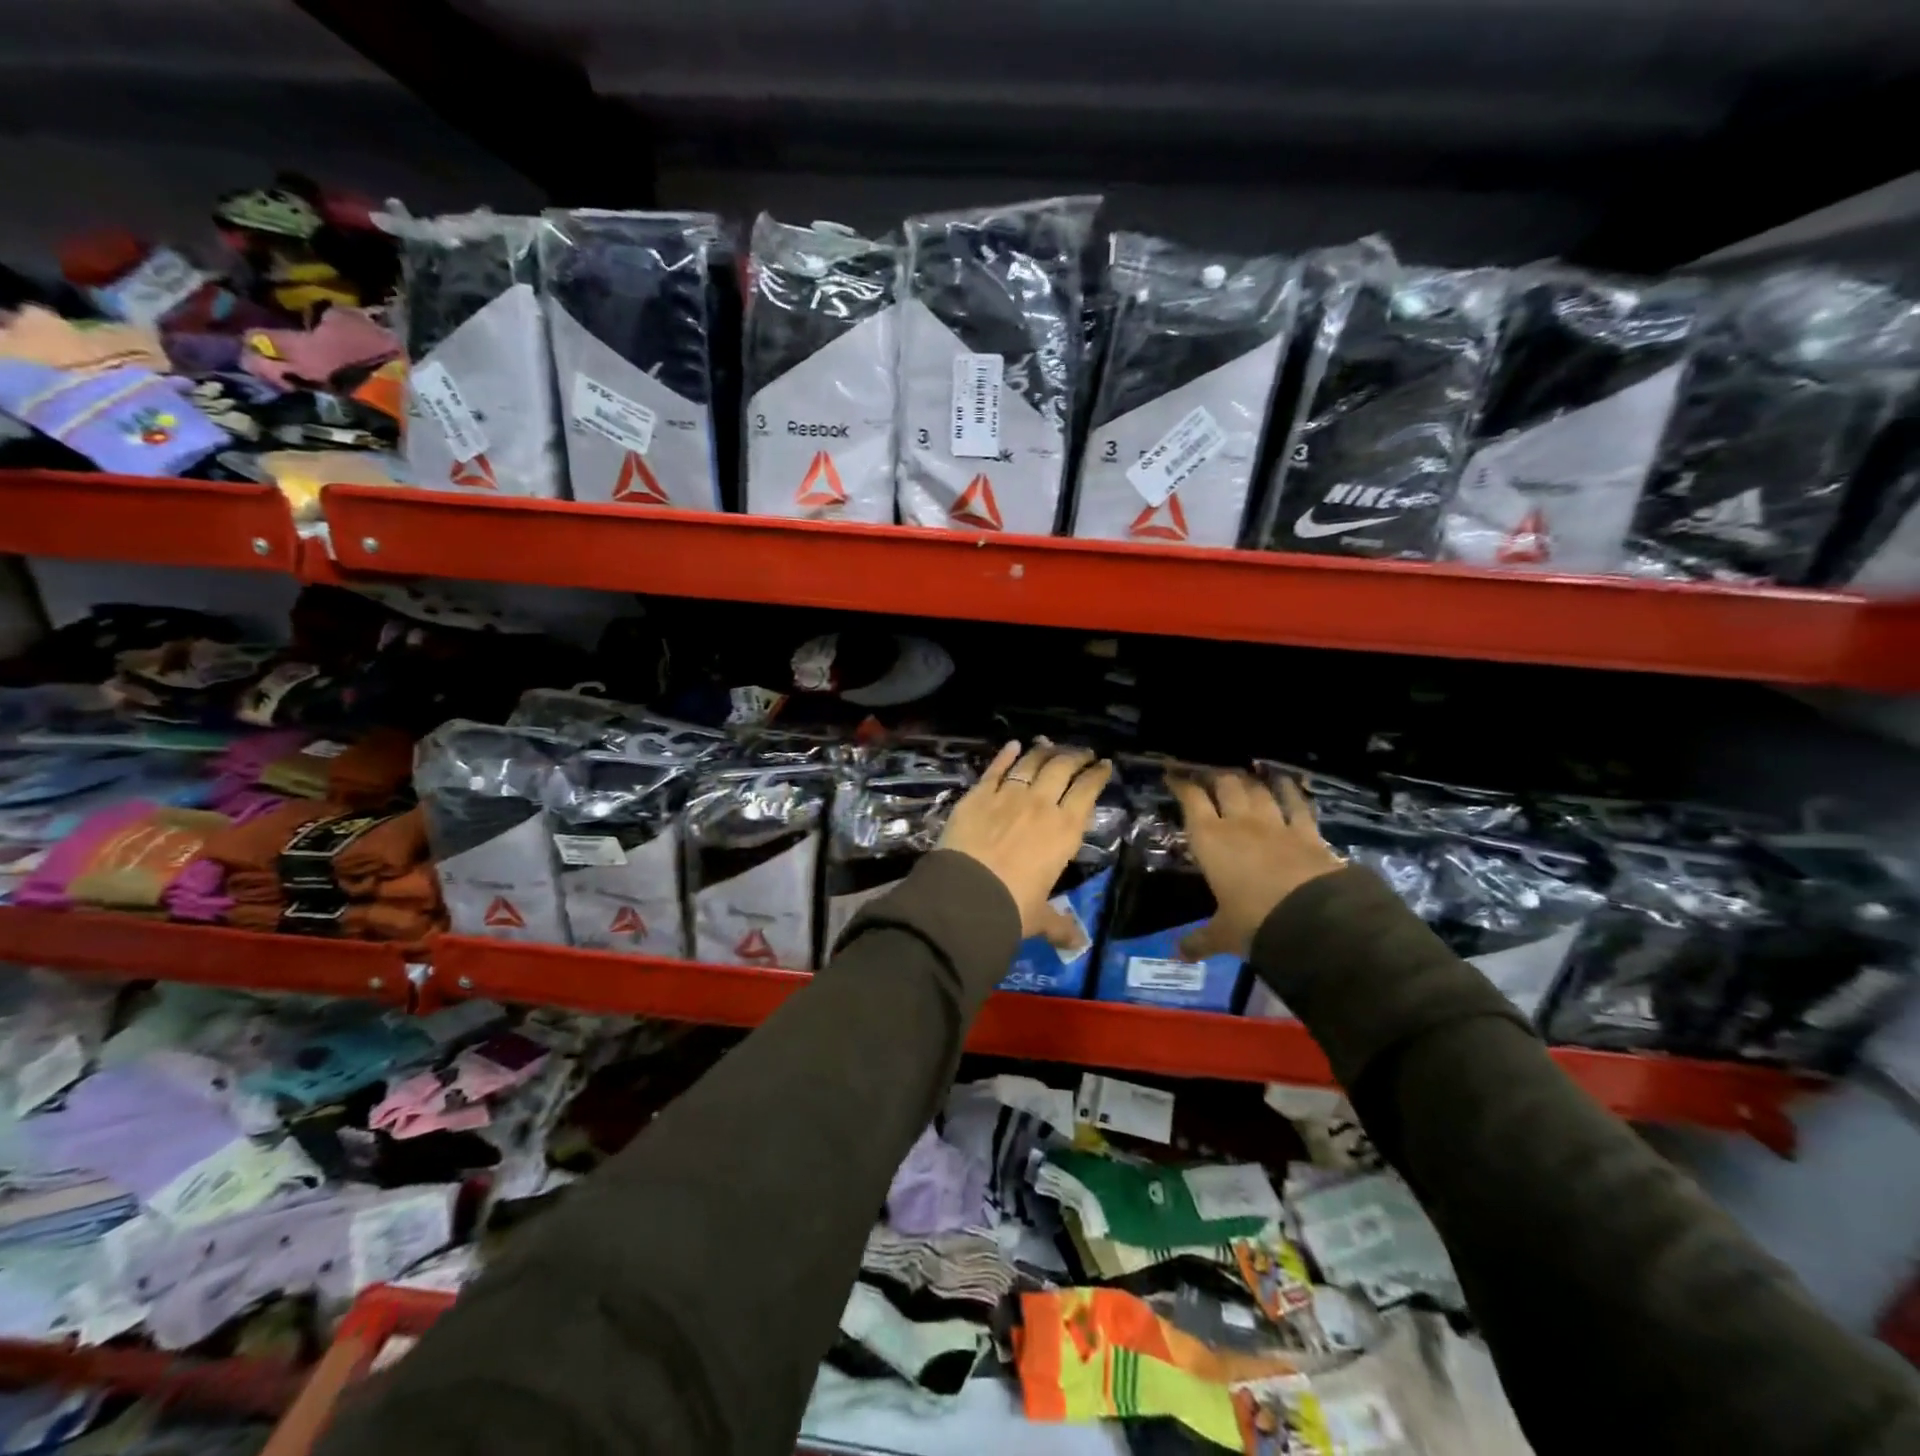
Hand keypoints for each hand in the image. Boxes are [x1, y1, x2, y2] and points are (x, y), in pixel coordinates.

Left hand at [939, 740, 1113, 944]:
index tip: (1104, 765)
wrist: (966, 895)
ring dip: (1044, 751)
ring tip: (1050, 745)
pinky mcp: (978, 795)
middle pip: (1062, 768)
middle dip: (1075, 756)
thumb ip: (1059, 926)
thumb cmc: (1012, 908)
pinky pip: (995, 769)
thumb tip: (1077, 944)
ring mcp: (1008, 795)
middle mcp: (1041, 805)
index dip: (1097, 775)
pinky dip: (1006, 755)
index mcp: (1065, 831)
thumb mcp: (1039, 918)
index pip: (1087, 792)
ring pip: (1031, 763)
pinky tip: (1013, 745)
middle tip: (1082, 752)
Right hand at [1168, 771, 1345, 960]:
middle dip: (1215, 776)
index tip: (1173, 774)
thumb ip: (1199, 940)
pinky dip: (1290, 791)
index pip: (1191, 800)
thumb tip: (1176, 955)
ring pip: (1258, 790)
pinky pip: (1297, 804)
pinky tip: (1287, 782)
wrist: (1313, 921)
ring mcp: (1276, 825)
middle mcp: (1240, 824)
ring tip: (1243, 774)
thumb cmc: (1254, 923)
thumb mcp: (1223, 935)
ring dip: (1249, 780)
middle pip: (1225, 785)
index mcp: (1210, 840)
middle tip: (1208, 774)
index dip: (1181, 784)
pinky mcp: (1308, 833)